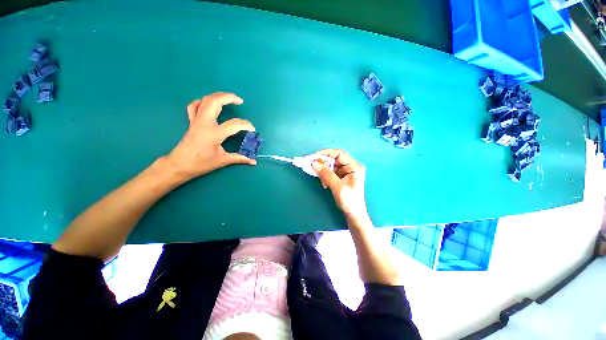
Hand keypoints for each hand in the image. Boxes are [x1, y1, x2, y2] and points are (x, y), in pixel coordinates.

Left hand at [165, 93, 255, 181]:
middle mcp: (205, 123)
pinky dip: (203, 102)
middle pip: (216, 102)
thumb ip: (240, 158)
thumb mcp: (223, 161)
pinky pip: (195, 106)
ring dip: (218, 96)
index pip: (235, 124)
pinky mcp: (191, 122)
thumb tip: (254, 161)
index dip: (246, 125)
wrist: (179, 165)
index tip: (252, 130)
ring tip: (228, 98)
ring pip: (206, 100)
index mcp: (214, 133)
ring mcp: (196, 120)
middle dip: (229, 97)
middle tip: (240, 101)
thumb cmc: (201, 163)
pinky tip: (209, 104)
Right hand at [312, 149, 367, 221]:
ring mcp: (346, 172)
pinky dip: (326, 176)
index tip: (315, 156)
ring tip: (322, 181)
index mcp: (354, 167)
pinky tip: (325, 184)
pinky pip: (331, 172)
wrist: (354, 214)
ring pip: (332, 166)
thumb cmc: (349, 201)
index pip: (339, 154)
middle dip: (324, 164)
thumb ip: (326, 174)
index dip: (327, 153)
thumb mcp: (337, 187)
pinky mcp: (342, 177)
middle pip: (335, 159)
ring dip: (324, 172)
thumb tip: (314, 164)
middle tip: (314, 167)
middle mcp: (351, 167)